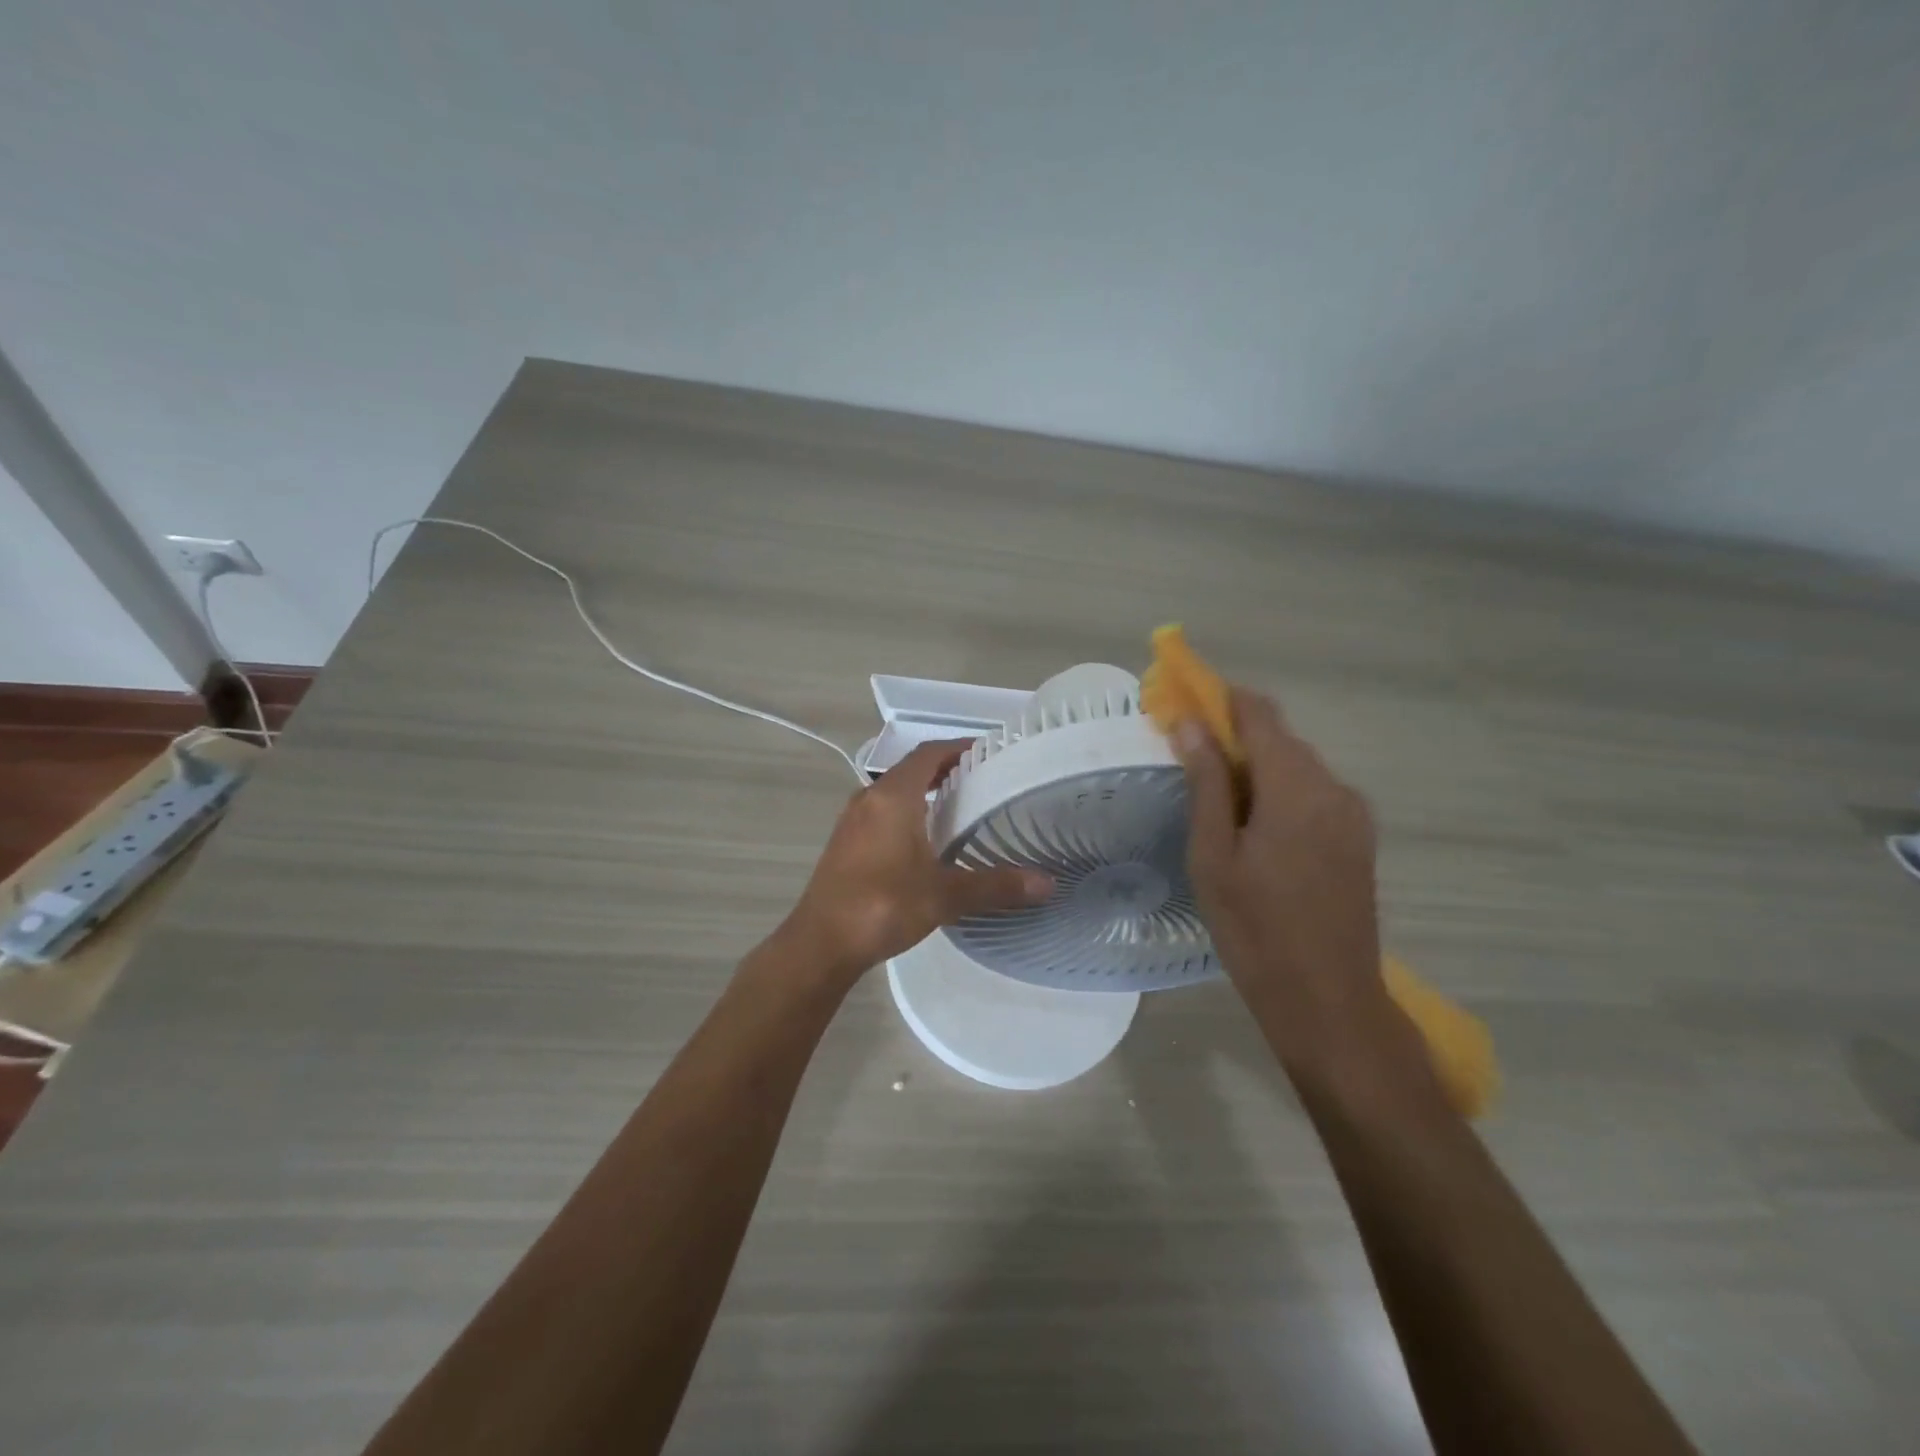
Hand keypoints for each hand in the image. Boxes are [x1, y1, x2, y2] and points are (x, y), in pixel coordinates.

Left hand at [783, 740, 1053, 983]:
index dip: (958, 747)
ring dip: (924, 792)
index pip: (929, 753)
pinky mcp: (845, 842)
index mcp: (893, 796)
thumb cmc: (883, 906)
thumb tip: (1047, 882)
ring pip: (894, 792)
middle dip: (946, 770)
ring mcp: (852, 820)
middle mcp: (869, 798)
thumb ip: (996, 886)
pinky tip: (925, 841)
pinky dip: (907, 812)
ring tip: (960, 808)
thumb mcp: (945, 896)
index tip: (988, 752)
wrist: (820, 943)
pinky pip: (881, 812)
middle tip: (983, 781)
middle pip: (912, 769)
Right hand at [1175, 689, 1419, 1086]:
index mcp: (1296, 787)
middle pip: (1279, 739)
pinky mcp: (1359, 839)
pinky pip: (1313, 795)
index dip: (1220, 699)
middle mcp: (1334, 788)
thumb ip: (1207, 782)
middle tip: (1189, 762)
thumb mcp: (1213, 855)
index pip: (1258, 713)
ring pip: (1297, 767)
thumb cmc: (1255, 929)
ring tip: (1217, 806)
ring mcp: (1353, 814)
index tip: (1184, 703)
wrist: (1328, 1001)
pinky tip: (1255, 832)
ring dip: (1257, 769)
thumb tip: (1190, 723)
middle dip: (1234, 738)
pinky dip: (1279, 794)